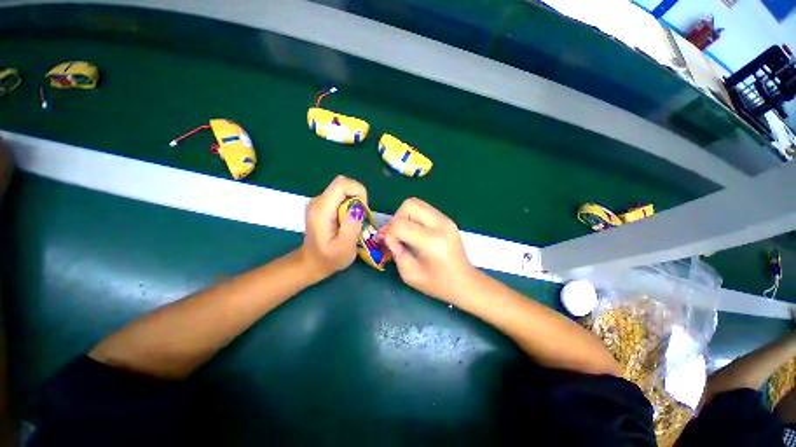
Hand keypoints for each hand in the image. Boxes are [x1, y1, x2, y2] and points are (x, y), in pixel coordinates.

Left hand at [300, 175, 365, 279]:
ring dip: (354, 202)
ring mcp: (319, 202)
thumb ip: (351, 227)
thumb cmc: (329, 258)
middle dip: (357, 197)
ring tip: (353, 222)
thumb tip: (358, 207)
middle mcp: (318, 201)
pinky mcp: (323, 205)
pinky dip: (349, 205)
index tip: (361, 211)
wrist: (312, 262)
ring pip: (343, 190)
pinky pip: (341, 196)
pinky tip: (347, 221)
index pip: (342, 184)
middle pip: (343, 184)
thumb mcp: (344, 247)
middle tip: (359, 218)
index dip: (357, 192)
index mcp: (322, 209)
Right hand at [380, 198, 475, 301]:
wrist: (466, 283)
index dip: (390, 233)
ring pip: (416, 203)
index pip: (400, 224)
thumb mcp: (410, 274)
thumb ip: (396, 252)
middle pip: (409, 205)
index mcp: (431, 241)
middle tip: (397, 234)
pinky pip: (424, 208)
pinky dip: (414, 216)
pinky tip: (415, 231)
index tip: (392, 245)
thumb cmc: (438, 284)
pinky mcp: (447, 219)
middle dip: (397, 218)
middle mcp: (440, 225)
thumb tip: (388, 235)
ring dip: (405, 215)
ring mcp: (445, 219)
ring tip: (405, 232)